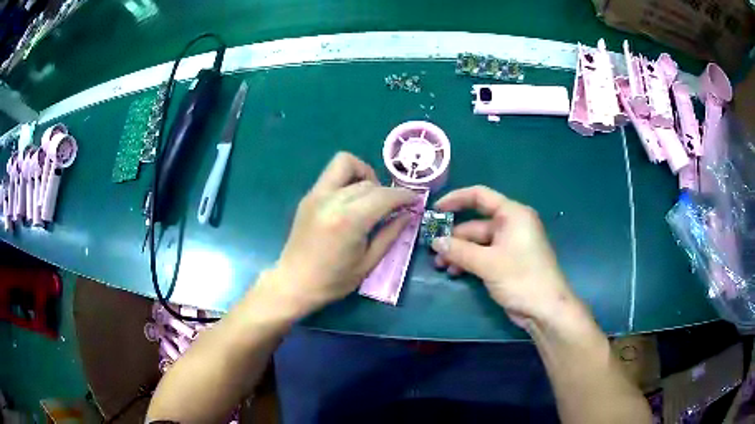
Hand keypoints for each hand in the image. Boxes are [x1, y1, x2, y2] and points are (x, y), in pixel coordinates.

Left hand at [259, 152, 415, 312]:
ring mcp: (317, 194)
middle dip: (387, 191)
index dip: (404, 196)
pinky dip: (349, 179)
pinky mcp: (309, 196)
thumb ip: (390, 234)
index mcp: (349, 221)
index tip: (415, 200)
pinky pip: (333, 174)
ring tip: (372, 197)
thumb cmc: (333, 281)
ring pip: (346, 164)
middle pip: (368, 182)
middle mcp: (331, 200)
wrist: (294, 283)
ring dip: (365, 175)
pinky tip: (353, 201)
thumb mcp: (368, 263)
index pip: (384, 195)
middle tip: (395, 207)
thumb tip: (408, 214)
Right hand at [431, 186, 583, 328]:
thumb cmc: (521, 278)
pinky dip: (469, 262)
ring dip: (459, 252)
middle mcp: (511, 225)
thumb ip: (459, 251)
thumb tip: (435, 242)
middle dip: (454, 237)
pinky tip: (455, 273)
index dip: (456, 199)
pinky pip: (484, 255)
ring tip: (440, 266)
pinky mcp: (508, 262)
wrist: (545, 308)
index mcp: (512, 214)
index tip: (435, 210)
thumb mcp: (487, 263)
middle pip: (476, 224)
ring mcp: (510, 245)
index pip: (480, 196)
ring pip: (478, 242)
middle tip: (433, 251)